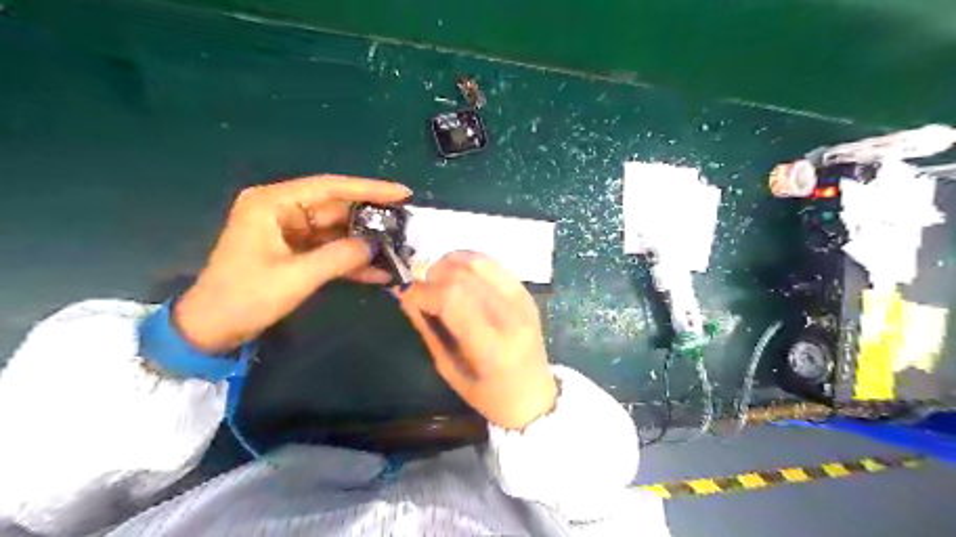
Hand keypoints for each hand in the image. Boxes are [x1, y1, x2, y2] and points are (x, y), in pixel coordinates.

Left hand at [174, 174, 410, 354]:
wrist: (212, 329)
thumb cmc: (245, 297)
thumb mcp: (295, 277)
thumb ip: (339, 257)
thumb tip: (376, 245)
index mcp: (273, 204)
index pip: (329, 187)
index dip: (369, 189)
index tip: (402, 193)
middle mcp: (283, 211)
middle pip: (337, 209)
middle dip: (371, 220)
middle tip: (406, 227)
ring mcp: (290, 232)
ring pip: (338, 231)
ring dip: (365, 244)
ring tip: (399, 250)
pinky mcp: (296, 252)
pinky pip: (331, 251)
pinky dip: (352, 261)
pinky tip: (379, 273)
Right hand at [397, 251, 560, 431]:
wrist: (534, 395)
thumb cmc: (489, 395)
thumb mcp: (449, 369)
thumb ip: (427, 330)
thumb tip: (405, 296)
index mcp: (491, 345)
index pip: (451, 299)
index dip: (421, 291)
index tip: (403, 295)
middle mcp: (510, 316)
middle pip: (462, 276)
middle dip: (431, 276)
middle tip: (418, 290)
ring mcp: (521, 300)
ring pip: (477, 262)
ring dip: (448, 264)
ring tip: (436, 280)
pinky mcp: (525, 292)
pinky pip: (492, 264)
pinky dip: (467, 262)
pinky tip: (456, 275)